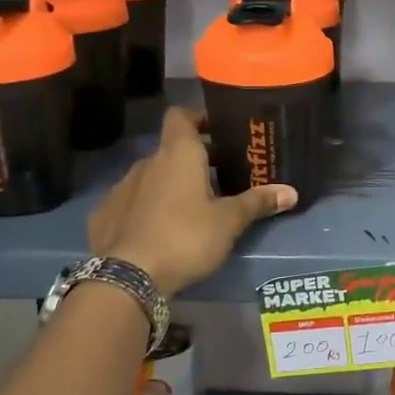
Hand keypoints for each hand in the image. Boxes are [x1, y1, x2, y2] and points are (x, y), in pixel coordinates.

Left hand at [87, 108, 295, 296]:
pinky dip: (146, 210)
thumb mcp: (229, 222)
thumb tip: (292, 192)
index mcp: (177, 154)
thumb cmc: (185, 238)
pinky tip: (158, 232)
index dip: (200, 119)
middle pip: (172, 150)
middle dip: (194, 161)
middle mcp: (146, 163)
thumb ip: (257, 203)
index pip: (182, 116)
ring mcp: (120, 189)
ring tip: (191, 210)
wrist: (127, 278)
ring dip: (170, 186)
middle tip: (220, 179)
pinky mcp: (103, 216)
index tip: (219, 133)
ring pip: (151, 178)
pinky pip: (130, 203)